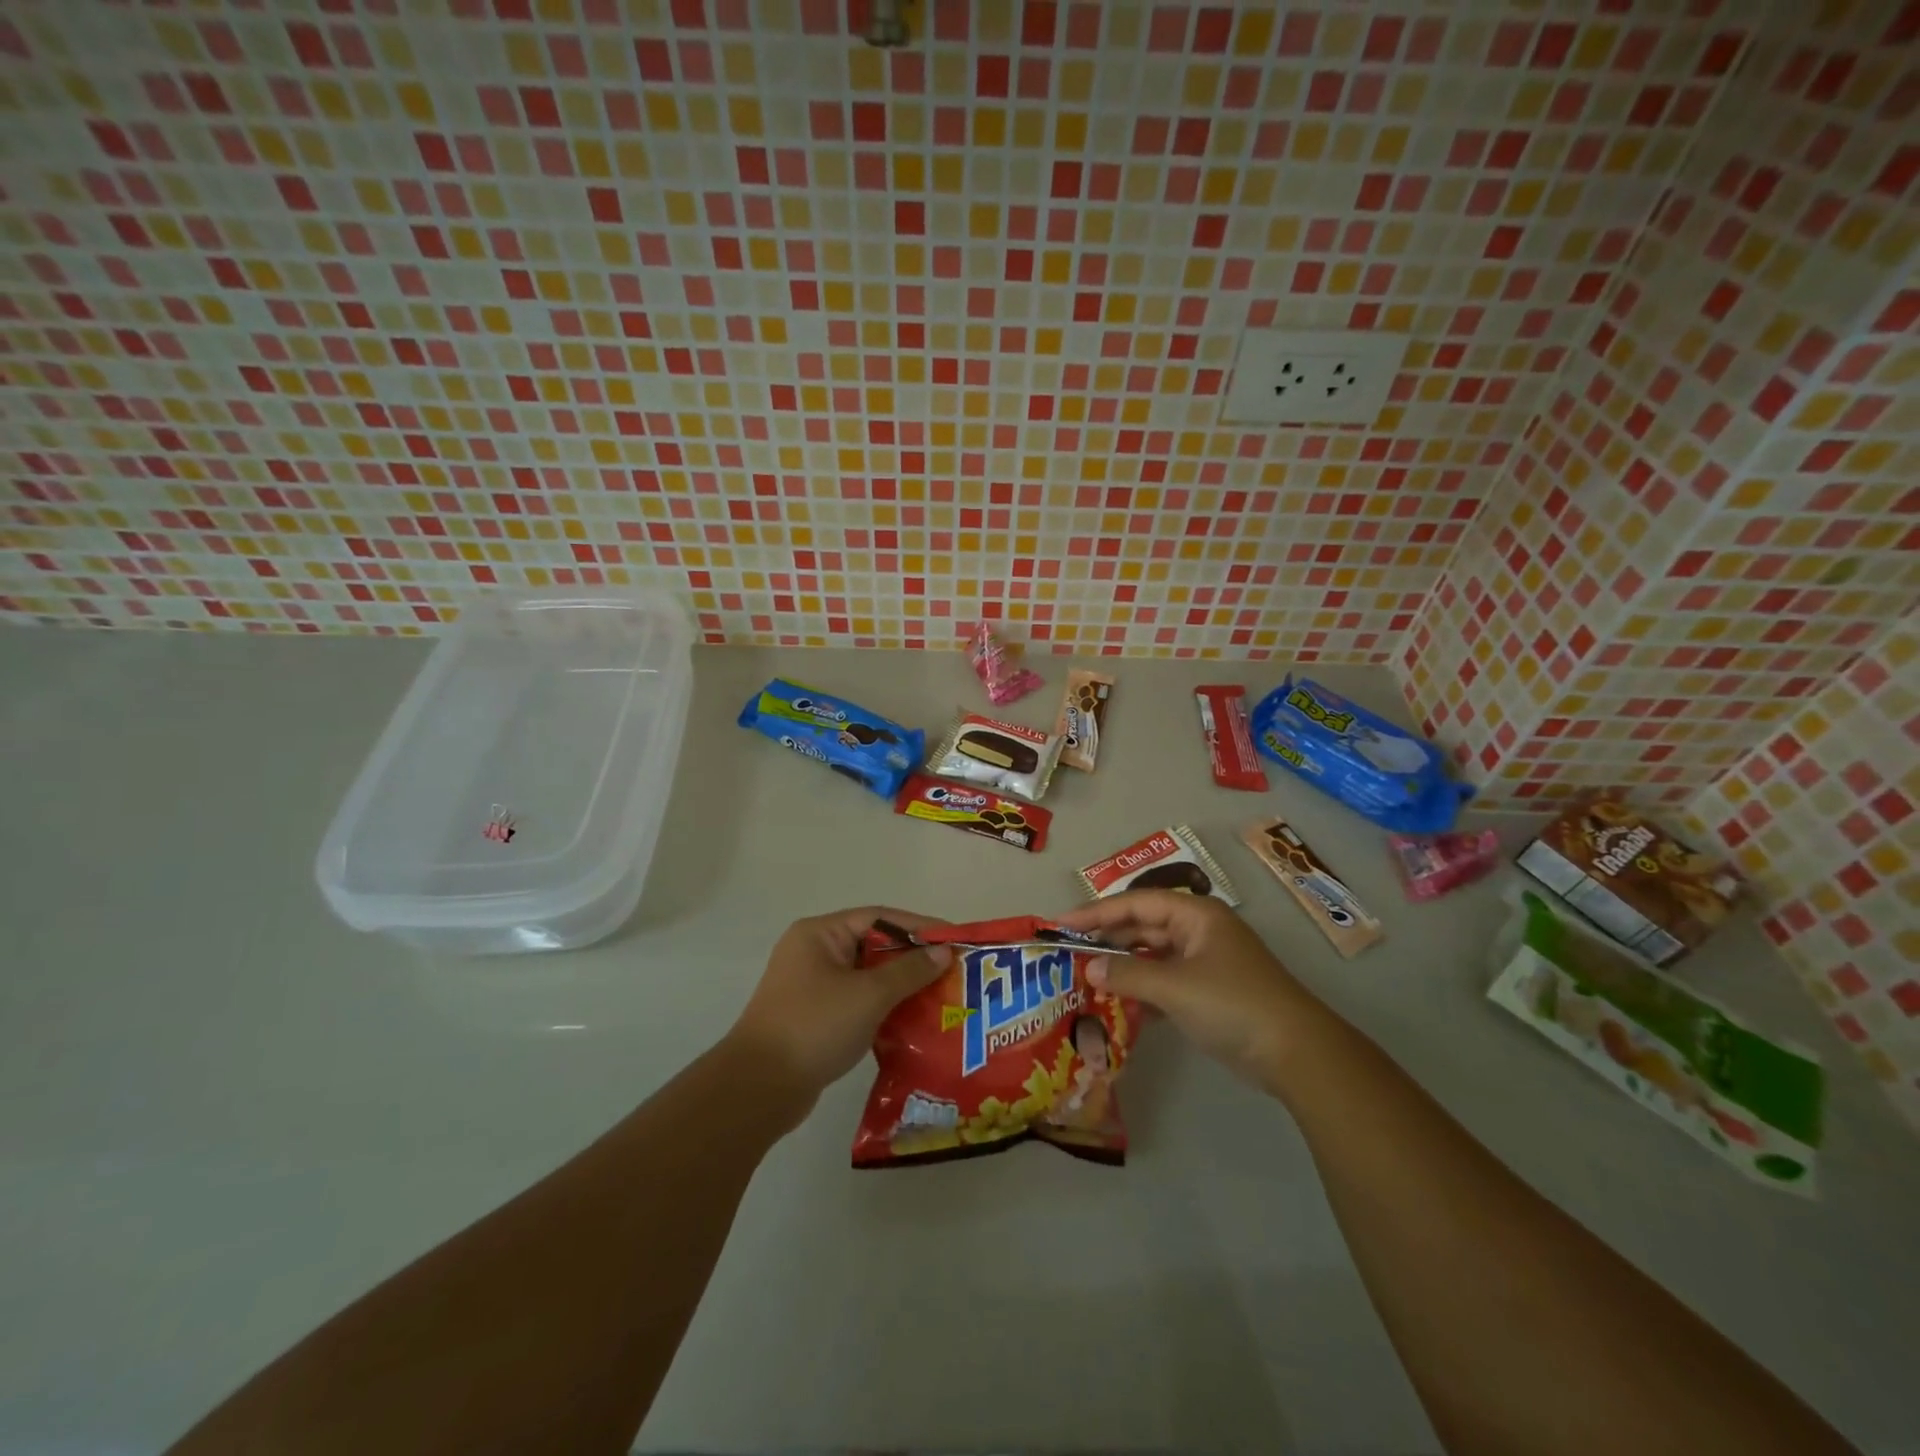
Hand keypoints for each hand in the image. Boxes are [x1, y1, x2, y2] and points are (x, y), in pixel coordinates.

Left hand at [727, 907, 952, 1114]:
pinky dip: (884, 1008)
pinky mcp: (814, 1017)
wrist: (758, 1089)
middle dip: (914, 959)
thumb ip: (909, 971)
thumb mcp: (869, 995)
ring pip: (867, 977)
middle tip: (953, 971)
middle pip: (874, 946)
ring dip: (901, 986)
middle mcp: (814, 952)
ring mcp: (812, 986)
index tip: (955, 939)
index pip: (879, 917)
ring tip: (941, 997)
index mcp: (820, 934)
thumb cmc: (814, 1027)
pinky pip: (858, 1002)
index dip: (919, 926)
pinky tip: (912, 1022)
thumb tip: (943, 952)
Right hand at [1057, 890, 1311, 1091]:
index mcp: (1195, 915)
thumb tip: (1090, 968)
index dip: (1095, 912)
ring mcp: (1206, 961)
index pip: (1135, 903)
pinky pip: (1164, 979)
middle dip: (1107, 938)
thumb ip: (1127, 974)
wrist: (1295, 1053)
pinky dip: (1141, 987)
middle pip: (1143, 926)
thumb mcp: (1174, 987)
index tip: (1060, 923)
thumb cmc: (1232, 1004)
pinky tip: (1116, 1002)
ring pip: (1153, 954)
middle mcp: (1199, 930)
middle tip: (1068, 950)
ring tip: (1085, 975)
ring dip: (1122, 965)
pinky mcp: (1209, 991)